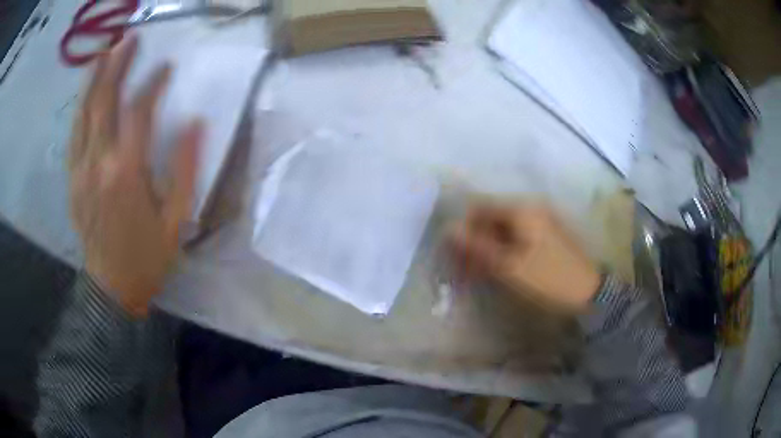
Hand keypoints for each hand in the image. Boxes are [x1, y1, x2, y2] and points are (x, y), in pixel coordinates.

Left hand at [69, 36, 201, 316]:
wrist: (111, 289)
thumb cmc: (147, 257)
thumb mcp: (176, 219)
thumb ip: (185, 168)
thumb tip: (195, 122)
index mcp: (127, 174)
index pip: (138, 113)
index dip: (152, 84)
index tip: (166, 66)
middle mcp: (98, 164)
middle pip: (104, 103)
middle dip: (117, 66)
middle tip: (129, 39)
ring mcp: (80, 171)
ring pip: (83, 114)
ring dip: (93, 80)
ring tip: (103, 53)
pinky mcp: (72, 180)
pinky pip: (74, 135)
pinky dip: (80, 108)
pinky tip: (86, 93)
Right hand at [447, 202, 600, 312]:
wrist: (589, 293)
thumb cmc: (548, 279)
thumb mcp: (509, 266)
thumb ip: (478, 246)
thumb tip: (449, 229)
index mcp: (522, 209)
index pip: (480, 207)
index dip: (464, 227)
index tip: (455, 253)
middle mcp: (531, 208)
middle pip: (492, 217)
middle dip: (476, 240)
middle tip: (466, 268)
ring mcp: (542, 220)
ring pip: (504, 228)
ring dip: (489, 247)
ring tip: (481, 274)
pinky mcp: (547, 234)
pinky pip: (518, 236)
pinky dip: (505, 250)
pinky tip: (500, 269)